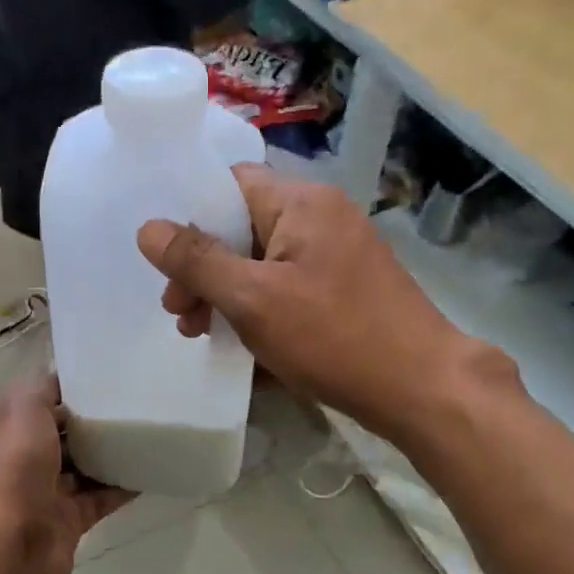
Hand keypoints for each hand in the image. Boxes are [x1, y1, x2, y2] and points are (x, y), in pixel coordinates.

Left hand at [0, 376, 131, 573]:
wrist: (11, 546)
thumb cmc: (15, 468)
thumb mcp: (22, 409)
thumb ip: (42, 388)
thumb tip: (62, 380)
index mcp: (11, 429)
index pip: (41, 402)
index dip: (69, 389)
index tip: (106, 378)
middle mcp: (26, 458)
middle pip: (64, 434)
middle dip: (92, 421)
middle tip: (133, 404)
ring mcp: (47, 492)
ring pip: (84, 466)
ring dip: (109, 453)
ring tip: (145, 433)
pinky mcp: (69, 520)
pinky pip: (101, 498)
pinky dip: (122, 487)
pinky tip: (148, 471)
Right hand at [137, 165, 495, 442]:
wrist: (425, 390)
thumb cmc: (334, 336)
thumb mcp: (253, 299)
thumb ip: (196, 260)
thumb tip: (148, 228)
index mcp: (301, 203)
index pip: (230, 182)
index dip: (191, 213)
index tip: (166, 258)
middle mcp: (320, 216)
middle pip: (241, 226)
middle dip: (203, 267)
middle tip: (179, 311)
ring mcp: (336, 252)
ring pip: (261, 259)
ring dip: (225, 292)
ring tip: (201, 333)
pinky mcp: (345, 286)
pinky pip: (286, 283)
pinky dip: (258, 305)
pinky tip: (241, 342)